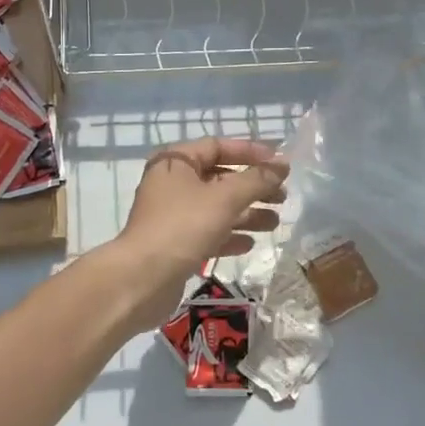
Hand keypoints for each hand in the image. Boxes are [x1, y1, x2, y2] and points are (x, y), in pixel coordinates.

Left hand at [107, 138, 288, 332]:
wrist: (141, 279)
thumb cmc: (183, 226)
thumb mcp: (225, 199)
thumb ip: (256, 180)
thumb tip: (282, 164)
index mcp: (176, 162)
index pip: (218, 146)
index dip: (250, 152)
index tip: (279, 163)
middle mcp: (172, 184)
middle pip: (220, 178)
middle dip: (253, 187)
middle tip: (282, 197)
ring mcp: (172, 215)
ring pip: (217, 207)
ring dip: (246, 213)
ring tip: (275, 222)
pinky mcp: (175, 243)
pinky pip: (208, 232)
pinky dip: (229, 235)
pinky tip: (250, 243)